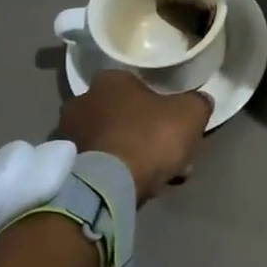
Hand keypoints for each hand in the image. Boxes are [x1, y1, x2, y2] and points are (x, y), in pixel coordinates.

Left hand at [58, 71, 211, 202]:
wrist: (107, 185)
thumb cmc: (149, 137)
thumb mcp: (191, 113)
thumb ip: (198, 102)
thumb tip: (200, 101)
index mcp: (110, 80)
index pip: (140, 86)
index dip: (162, 105)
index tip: (176, 125)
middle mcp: (82, 100)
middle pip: (126, 114)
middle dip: (148, 132)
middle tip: (170, 153)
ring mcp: (70, 134)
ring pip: (114, 141)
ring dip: (134, 154)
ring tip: (160, 177)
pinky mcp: (66, 165)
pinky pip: (101, 164)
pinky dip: (118, 172)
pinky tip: (138, 186)